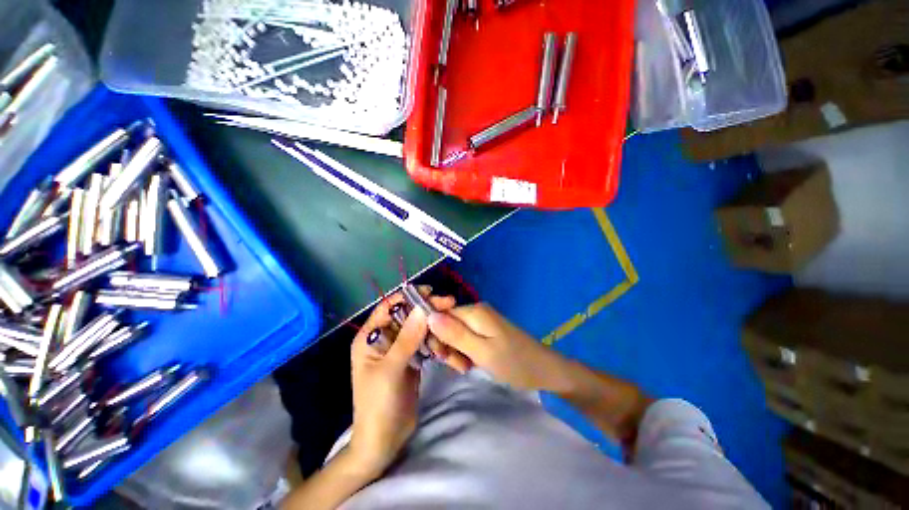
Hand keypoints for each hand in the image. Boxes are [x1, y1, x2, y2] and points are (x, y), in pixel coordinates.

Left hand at [348, 290, 454, 474]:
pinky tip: (445, 347)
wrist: (384, 441)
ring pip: (418, 328)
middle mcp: (384, 338)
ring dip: (433, 329)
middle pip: (407, 315)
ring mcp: (399, 348)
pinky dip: (435, 342)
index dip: (409, 296)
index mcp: (370, 337)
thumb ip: (407, 338)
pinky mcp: (411, 358)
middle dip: (427, 311)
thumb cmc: (378, 405)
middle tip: (450, 305)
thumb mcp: (391, 370)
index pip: (389, 306)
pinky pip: (424, 342)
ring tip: (449, 333)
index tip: (432, 292)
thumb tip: (422, 309)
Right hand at [427, 303, 561, 390]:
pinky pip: (465, 338)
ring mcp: (481, 320)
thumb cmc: (514, 363)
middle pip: (446, 324)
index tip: (442, 356)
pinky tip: (472, 363)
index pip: (439, 315)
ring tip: (467, 367)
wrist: (544, 369)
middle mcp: (475, 311)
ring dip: (455, 351)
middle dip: (447, 346)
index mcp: (474, 311)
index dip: (435, 335)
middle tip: (459, 365)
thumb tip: (428, 315)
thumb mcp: (482, 352)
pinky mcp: (485, 330)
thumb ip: (455, 334)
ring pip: (454, 333)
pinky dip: (465, 352)